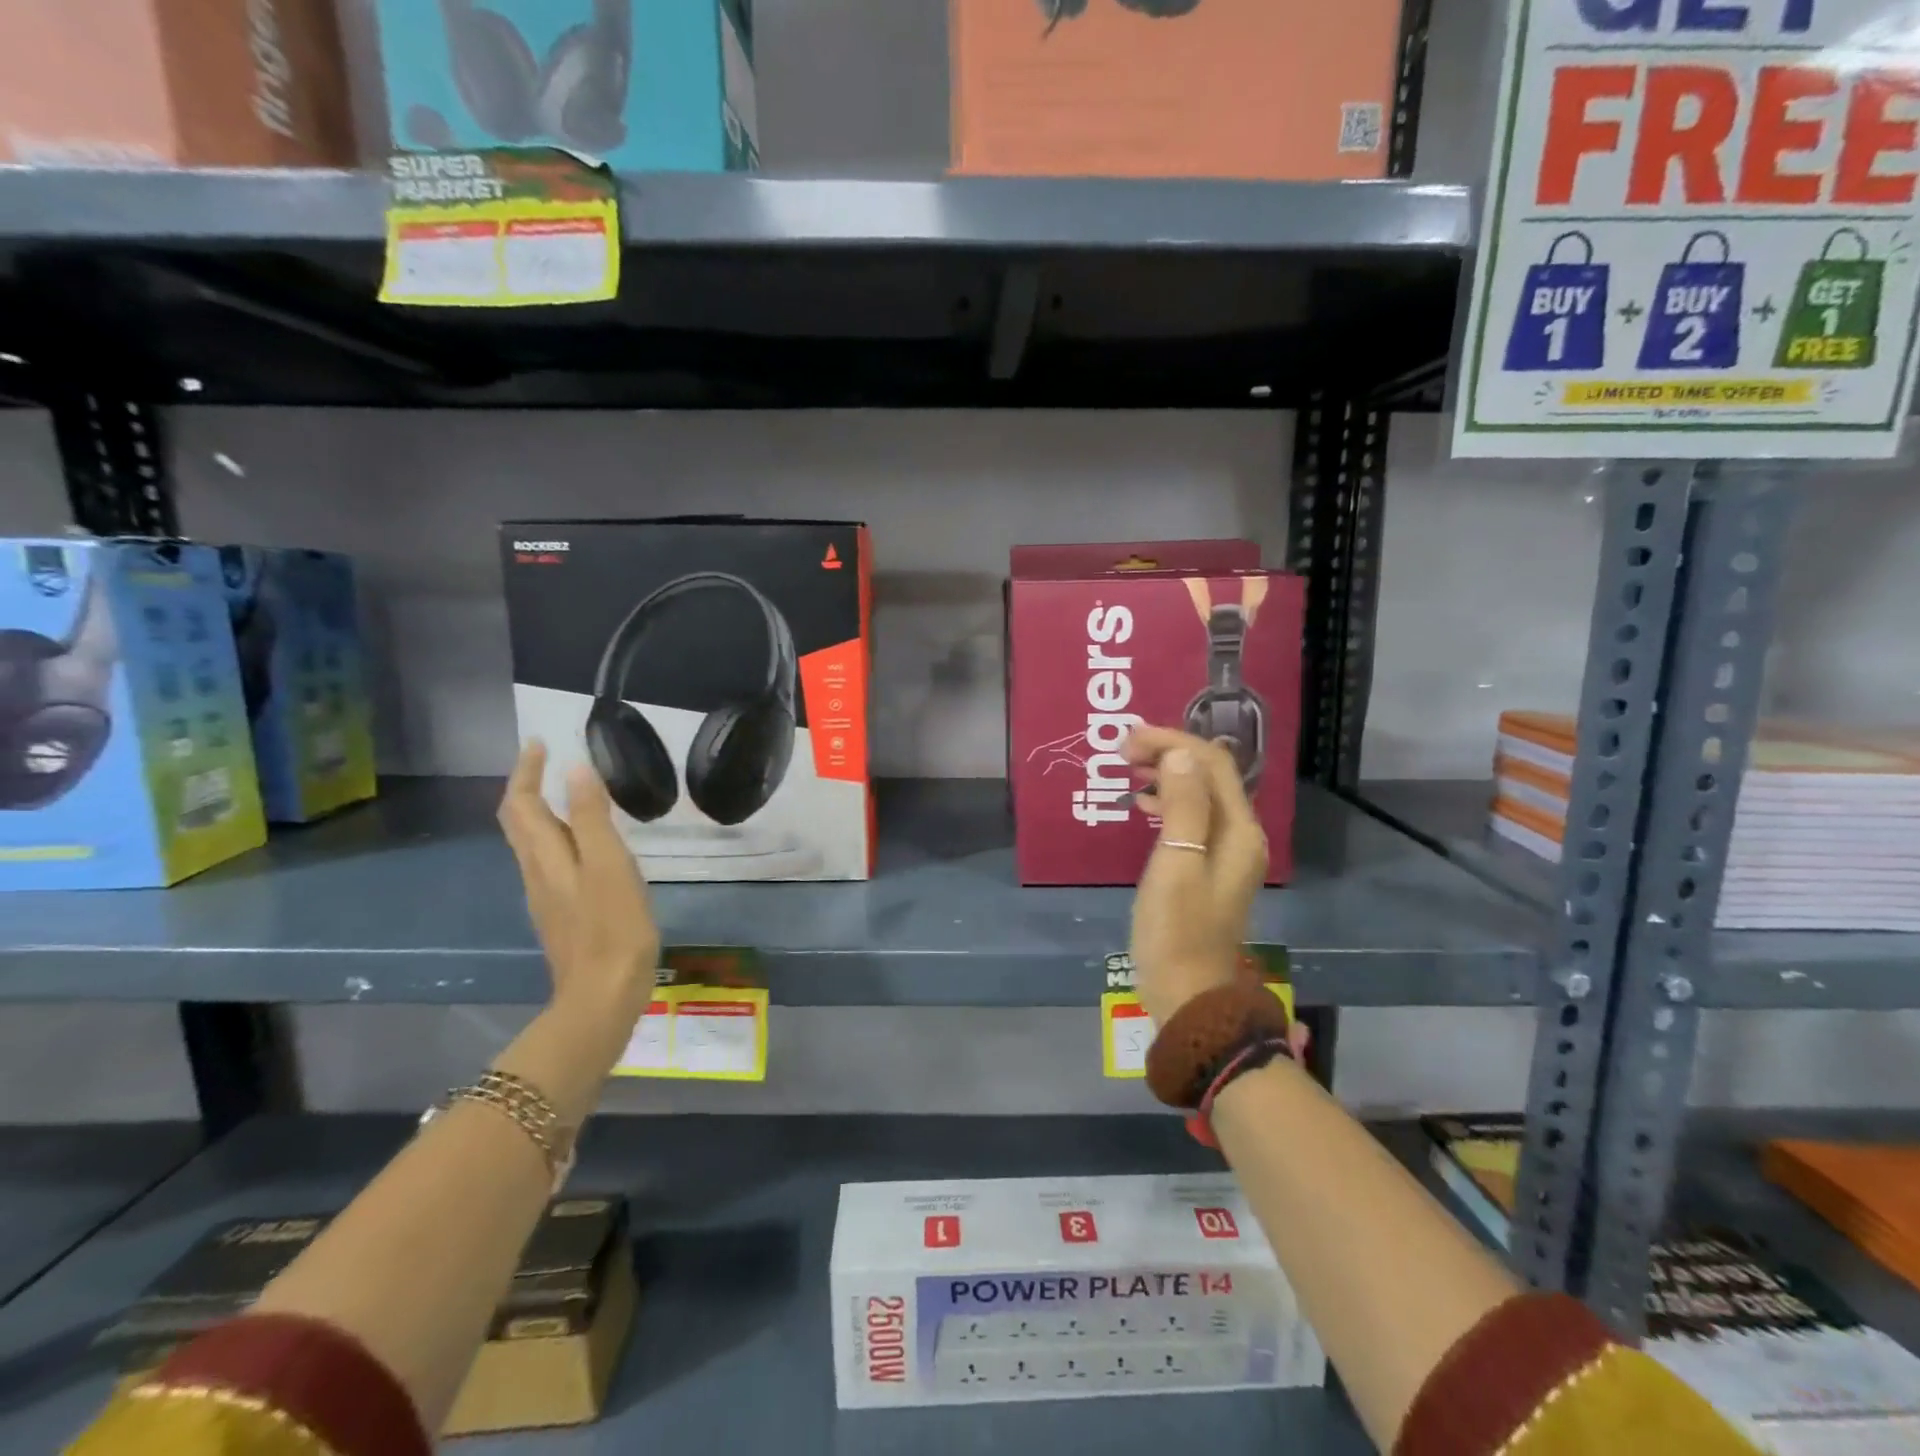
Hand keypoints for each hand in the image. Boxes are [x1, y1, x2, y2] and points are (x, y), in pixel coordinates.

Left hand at [498, 740, 659, 1024]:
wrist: (602, 997)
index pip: (521, 804)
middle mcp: (538, 873)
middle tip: (547, 761)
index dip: (525, 771)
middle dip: (527, 788)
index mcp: (546, 857)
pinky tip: (588, 845)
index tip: (539, 742)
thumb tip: (574, 769)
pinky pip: (552, 863)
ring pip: (533, 844)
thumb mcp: (609, 866)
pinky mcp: (563, 914)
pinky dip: (560, 838)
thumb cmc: (613, 927)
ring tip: (569, 793)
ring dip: (542, 812)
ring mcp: (548, 897)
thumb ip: (591, 818)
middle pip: (519, 823)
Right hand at [1126, 725, 1268, 1026]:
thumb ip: (1183, 806)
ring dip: (1166, 775)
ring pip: (1199, 795)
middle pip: (1208, 775)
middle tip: (1123, 752)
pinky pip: (1191, 819)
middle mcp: (1239, 835)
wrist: (1189, 996)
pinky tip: (1142, 806)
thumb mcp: (1176, 865)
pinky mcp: (1208, 868)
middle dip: (1169, 753)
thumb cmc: (1176, 931)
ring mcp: (1225, 853)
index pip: (1211, 763)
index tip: (1127, 741)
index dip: (1172, 742)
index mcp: (1238, 830)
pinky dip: (1167, 803)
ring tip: (1128, 771)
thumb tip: (1180, 753)